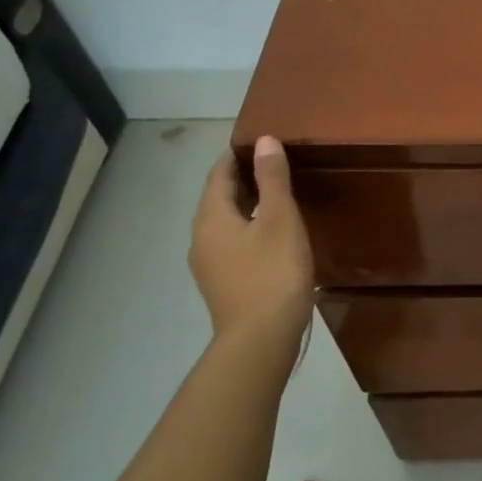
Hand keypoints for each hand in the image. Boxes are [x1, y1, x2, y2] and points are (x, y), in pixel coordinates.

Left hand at [188, 137, 314, 349]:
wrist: (260, 339)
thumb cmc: (273, 273)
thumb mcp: (280, 219)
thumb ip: (272, 179)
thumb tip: (265, 141)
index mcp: (211, 218)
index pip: (218, 174)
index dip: (237, 155)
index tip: (261, 142)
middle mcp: (201, 238)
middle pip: (218, 198)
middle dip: (242, 178)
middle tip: (275, 164)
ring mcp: (210, 264)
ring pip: (225, 221)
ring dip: (246, 203)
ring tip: (277, 195)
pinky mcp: (223, 283)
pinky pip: (232, 241)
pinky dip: (248, 226)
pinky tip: (272, 233)